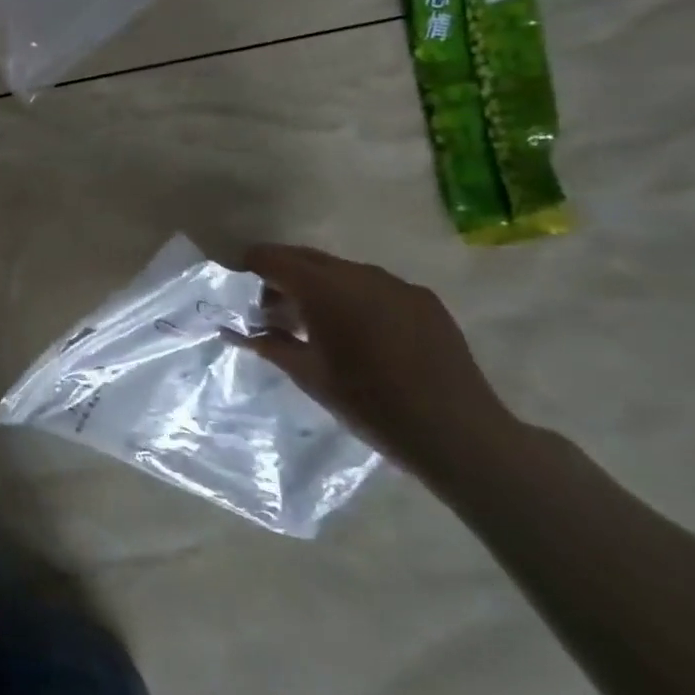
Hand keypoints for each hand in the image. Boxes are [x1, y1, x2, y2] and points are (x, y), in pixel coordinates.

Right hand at [233, 244, 522, 479]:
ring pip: (341, 272)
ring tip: (318, 326)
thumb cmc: (370, 404)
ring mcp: (396, 284)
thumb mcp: (308, 376)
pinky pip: (375, 287)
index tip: (237, 283)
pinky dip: (355, 298)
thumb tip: (234, 331)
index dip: (249, 265)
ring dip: (320, 287)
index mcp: (324, 288)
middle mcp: (358, 274)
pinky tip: (361, 335)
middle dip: (283, 276)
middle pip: (306, 259)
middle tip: (273, 311)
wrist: (460, 436)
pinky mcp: (424, 300)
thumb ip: (268, 345)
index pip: (272, 258)